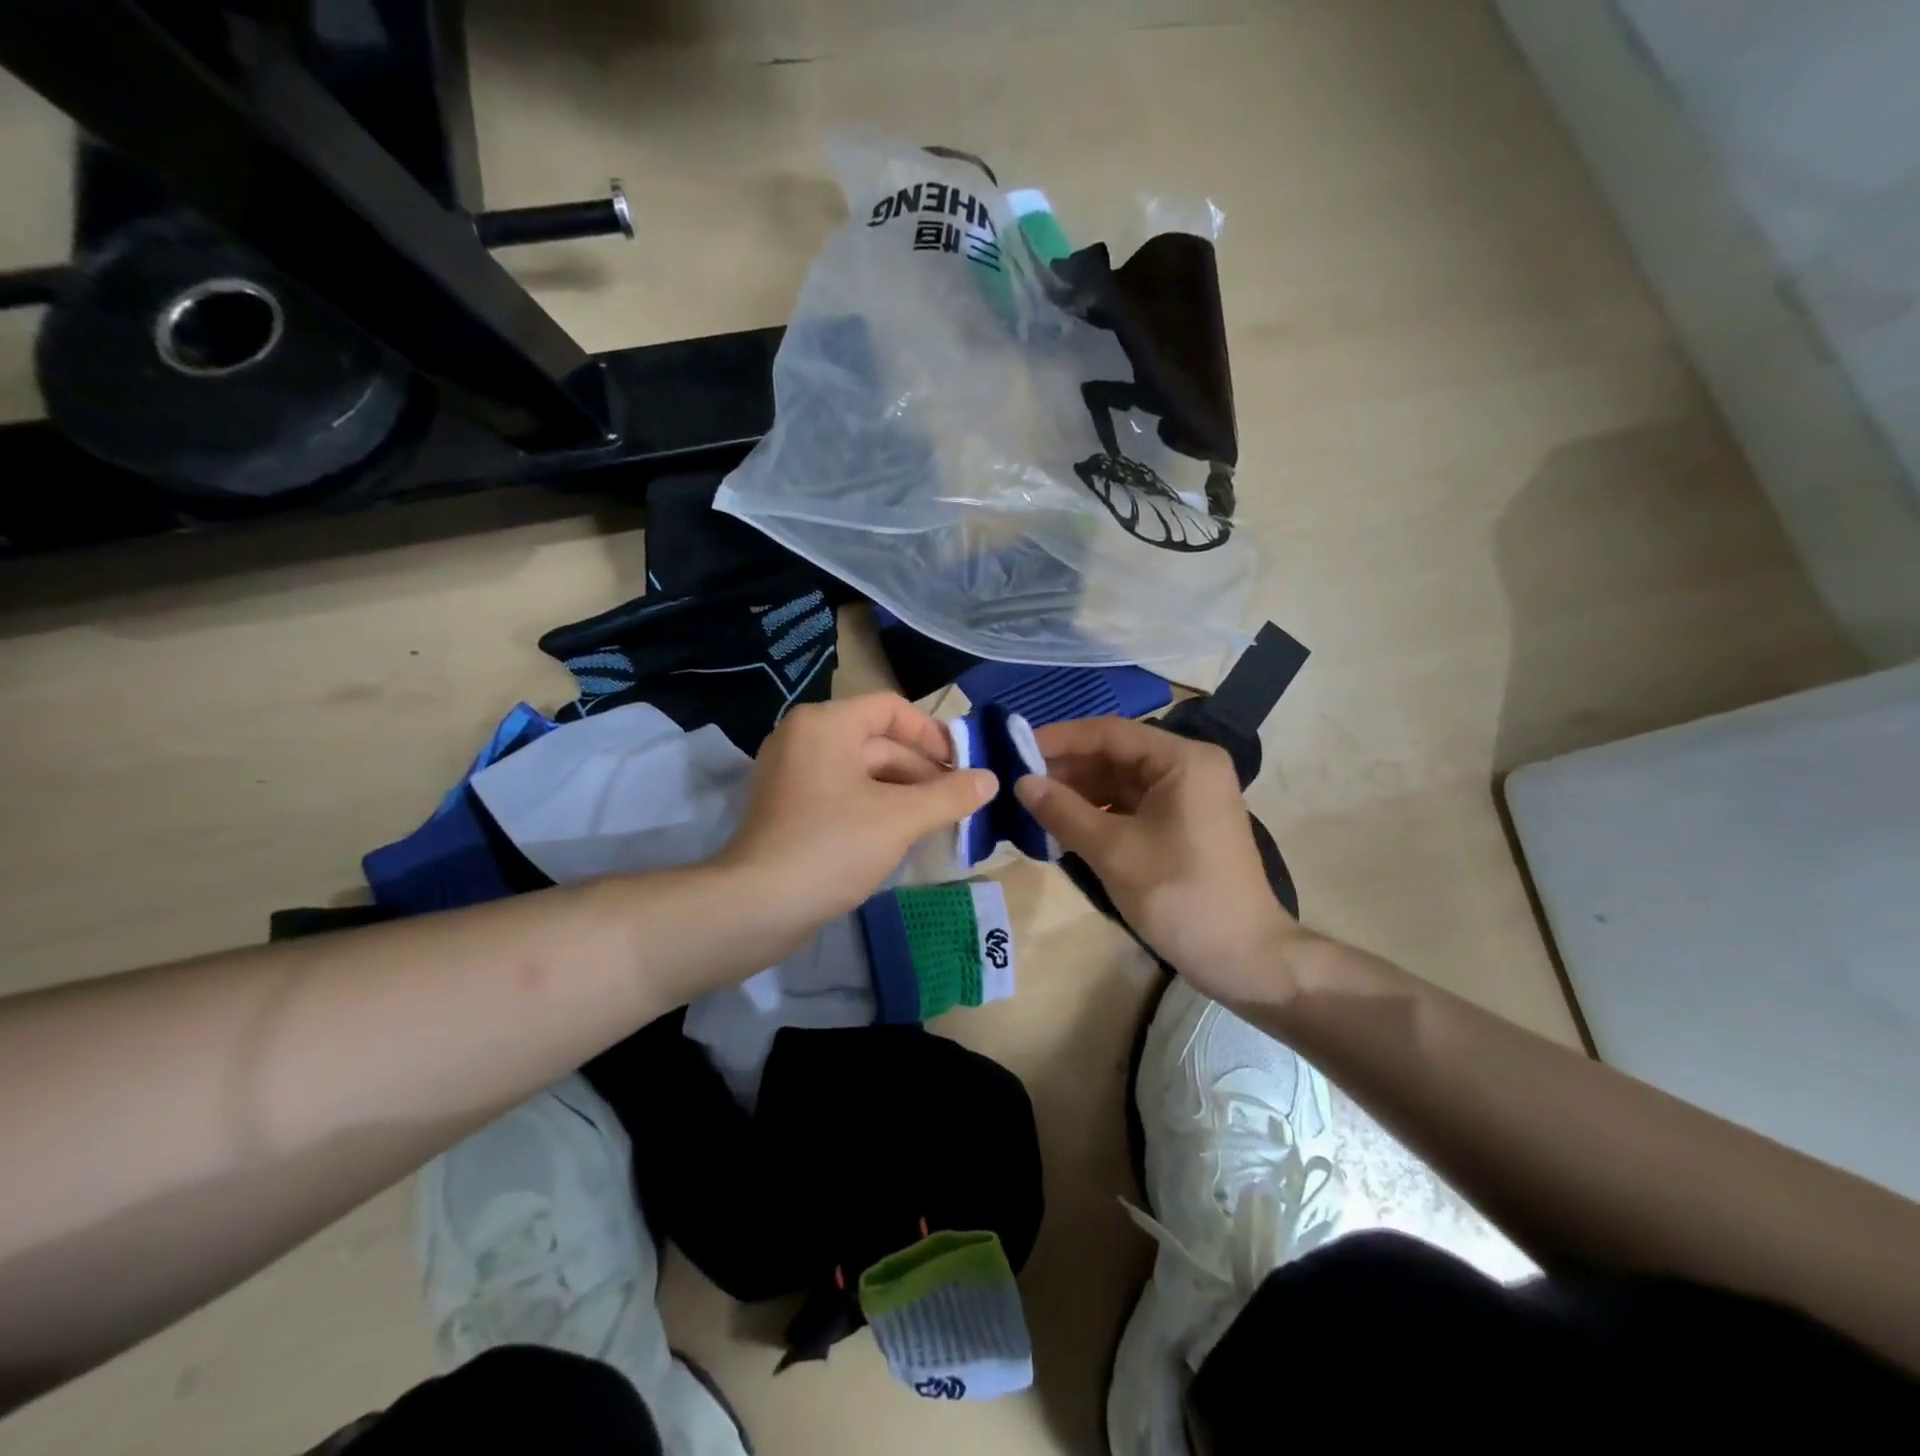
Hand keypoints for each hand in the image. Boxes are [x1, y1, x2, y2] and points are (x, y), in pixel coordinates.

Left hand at [716, 694, 997, 938]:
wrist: (756, 906)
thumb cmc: (831, 847)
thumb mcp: (900, 819)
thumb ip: (950, 796)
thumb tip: (991, 780)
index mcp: (826, 724)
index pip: (891, 709)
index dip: (932, 734)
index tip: (962, 766)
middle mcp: (805, 738)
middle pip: (878, 742)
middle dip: (922, 772)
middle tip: (959, 803)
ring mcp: (793, 775)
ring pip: (862, 773)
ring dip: (903, 794)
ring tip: (939, 823)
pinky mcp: (789, 809)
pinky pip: (843, 795)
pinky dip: (875, 808)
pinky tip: (902, 837)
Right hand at [1014, 716, 1303, 1002]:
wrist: (1244, 958)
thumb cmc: (1180, 896)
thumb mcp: (1114, 852)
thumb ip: (1063, 812)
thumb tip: (1021, 782)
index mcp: (1183, 760)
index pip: (1110, 733)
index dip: (1060, 739)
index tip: (1015, 749)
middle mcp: (1189, 767)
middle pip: (1116, 754)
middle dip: (1068, 768)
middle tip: (1018, 781)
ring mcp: (1189, 796)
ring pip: (1122, 781)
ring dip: (1080, 792)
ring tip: (1033, 804)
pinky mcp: (1184, 824)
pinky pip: (1133, 805)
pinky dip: (1099, 812)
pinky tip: (1064, 825)